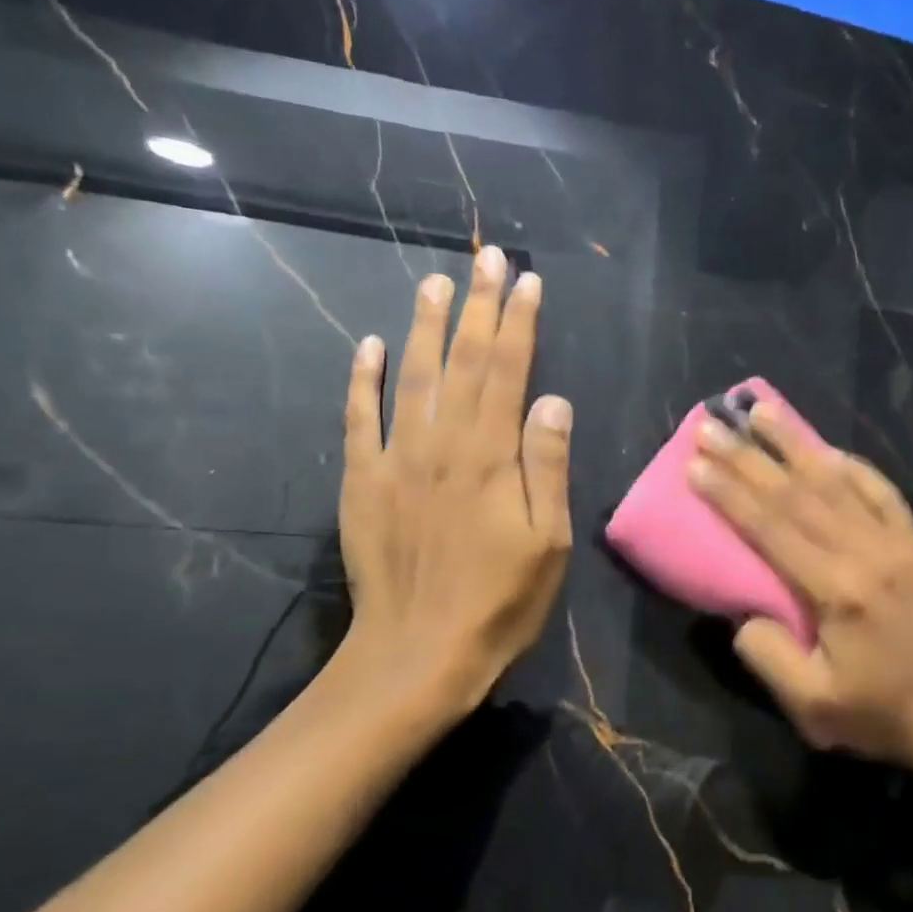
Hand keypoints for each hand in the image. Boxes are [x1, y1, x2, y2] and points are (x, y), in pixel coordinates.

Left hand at [339, 246, 572, 719]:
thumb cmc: (498, 602)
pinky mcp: (363, 483)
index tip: (527, 281)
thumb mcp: (546, 542)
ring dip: (425, 327)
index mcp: (490, 456)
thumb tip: (553, 400)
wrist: (418, 653)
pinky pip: (359, 419)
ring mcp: (396, 460)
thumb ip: (547, 466)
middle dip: (477, 307)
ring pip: (412, 377)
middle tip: (486, 258)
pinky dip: (362, 379)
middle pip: (463, 362)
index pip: (508, 372)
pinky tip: (368, 346)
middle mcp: (441, 444)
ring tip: (436, 283)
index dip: (519, 323)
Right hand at [688, 402, 912, 770]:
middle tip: (711, 425)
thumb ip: (767, 654)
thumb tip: (744, 611)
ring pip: (837, 480)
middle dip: (748, 457)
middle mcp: (867, 552)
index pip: (771, 528)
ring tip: (761, 410)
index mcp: (838, 590)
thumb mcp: (811, 705)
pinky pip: (881, 491)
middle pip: (797, 494)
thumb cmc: (880, 713)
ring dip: (796, 442)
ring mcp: (897, 541)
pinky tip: (827, 449)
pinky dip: (851, 465)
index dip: (729, 494)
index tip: (696, 464)